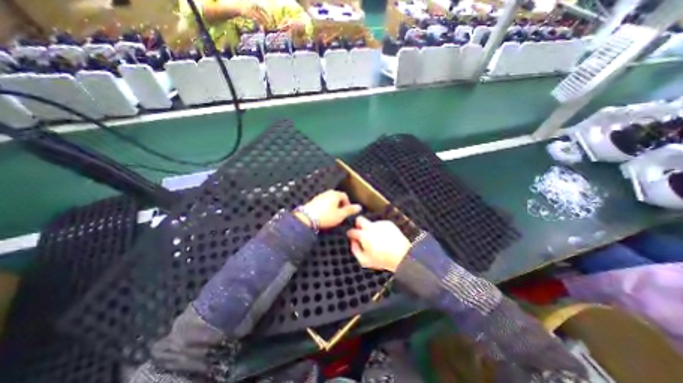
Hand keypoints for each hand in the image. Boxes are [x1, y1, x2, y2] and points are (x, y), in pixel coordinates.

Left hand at [298, 189, 364, 227]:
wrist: (307, 218)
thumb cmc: (325, 216)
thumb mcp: (340, 215)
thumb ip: (350, 210)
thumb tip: (359, 207)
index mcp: (335, 194)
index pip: (344, 196)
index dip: (348, 203)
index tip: (347, 211)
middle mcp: (327, 193)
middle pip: (337, 197)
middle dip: (340, 204)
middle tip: (341, 213)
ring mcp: (319, 196)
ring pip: (329, 199)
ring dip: (333, 206)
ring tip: (333, 215)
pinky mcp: (313, 201)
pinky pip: (323, 202)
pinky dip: (326, 207)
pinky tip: (324, 214)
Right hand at [348, 215, 409, 272]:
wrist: (402, 255)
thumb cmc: (382, 260)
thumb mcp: (364, 260)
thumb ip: (355, 250)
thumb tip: (353, 242)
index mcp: (363, 235)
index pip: (351, 231)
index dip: (350, 234)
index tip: (352, 237)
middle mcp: (370, 227)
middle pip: (359, 219)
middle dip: (358, 224)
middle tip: (361, 231)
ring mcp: (380, 224)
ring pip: (371, 223)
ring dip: (372, 229)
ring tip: (378, 240)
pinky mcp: (388, 223)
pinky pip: (381, 225)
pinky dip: (381, 230)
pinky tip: (386, 238)